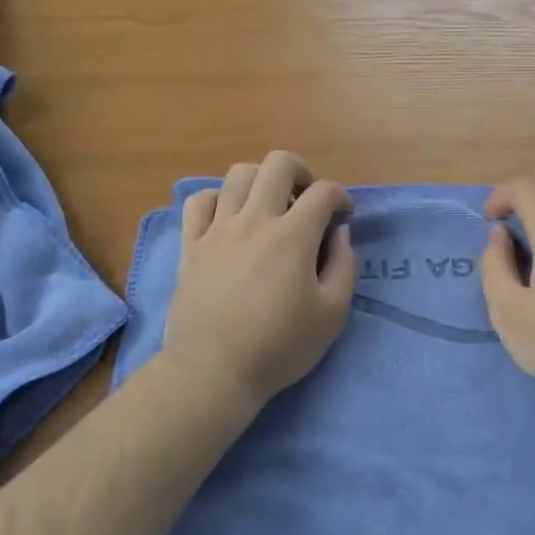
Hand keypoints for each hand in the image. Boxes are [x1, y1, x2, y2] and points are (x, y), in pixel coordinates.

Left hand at [161, 152, 355, 409]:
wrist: (214, 371)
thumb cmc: (280, 347)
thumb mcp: (332, 315)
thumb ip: (344, 267)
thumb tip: (340, 235)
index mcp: (293, 236)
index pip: (323, 192)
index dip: (341, 197)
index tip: (344, 218)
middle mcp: (254, 221)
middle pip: (278, 164)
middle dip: (301, 172)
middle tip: (307, 199)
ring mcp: (217, 230)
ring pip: (237, 174)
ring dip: (261, 180)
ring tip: (269, 205)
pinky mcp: (191, 245)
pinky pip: (198, 201)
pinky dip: (217, 198)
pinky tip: (228, 217)